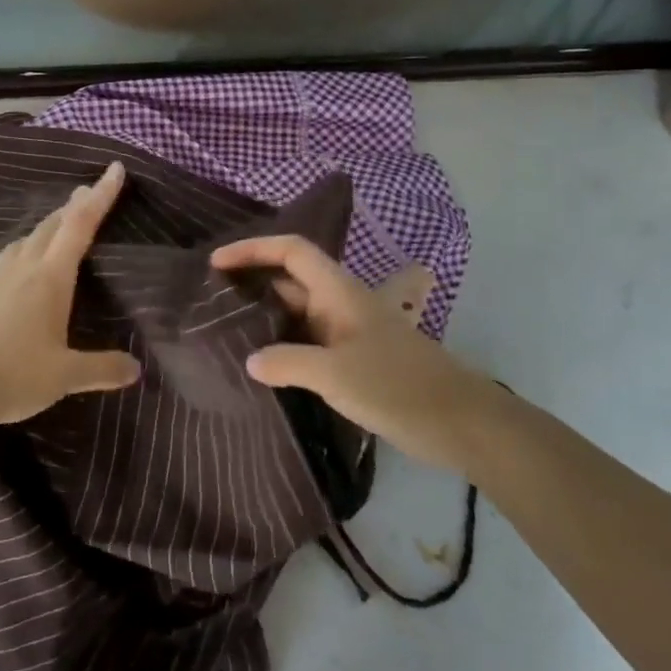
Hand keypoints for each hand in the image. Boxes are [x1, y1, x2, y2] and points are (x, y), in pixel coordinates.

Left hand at [0, 161, 141, 428]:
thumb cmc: (14, 375)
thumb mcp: (66, 376)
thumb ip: (102, 368)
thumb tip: (136, 369)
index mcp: (49, 278)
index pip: (79, 225)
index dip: (100, 196)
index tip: (114, 169)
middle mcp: (22, 268)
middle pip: (51, 225)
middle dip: (74, 206)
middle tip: (89, 193)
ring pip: (25, 240)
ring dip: (46, 227)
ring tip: (58, 227)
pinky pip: (7, 261)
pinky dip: (23, 251)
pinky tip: (20, 267)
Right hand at [209, 234, 511, 470]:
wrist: (459, 422)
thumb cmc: (396, 386)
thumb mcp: (334, 374)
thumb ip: (286, 362)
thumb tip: (250, 361)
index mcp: (339, 292)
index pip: (292, 251)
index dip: (253, 249)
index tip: (216, 262)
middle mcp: (341, 304)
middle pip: (291, 278)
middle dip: (253, 280)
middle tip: (212, 298)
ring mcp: (348, 333)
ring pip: (299, 312)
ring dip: (266, 316)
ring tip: (226, 330)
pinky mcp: (354, 360)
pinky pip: (308, 342)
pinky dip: (283, 345)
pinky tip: (263, 366)